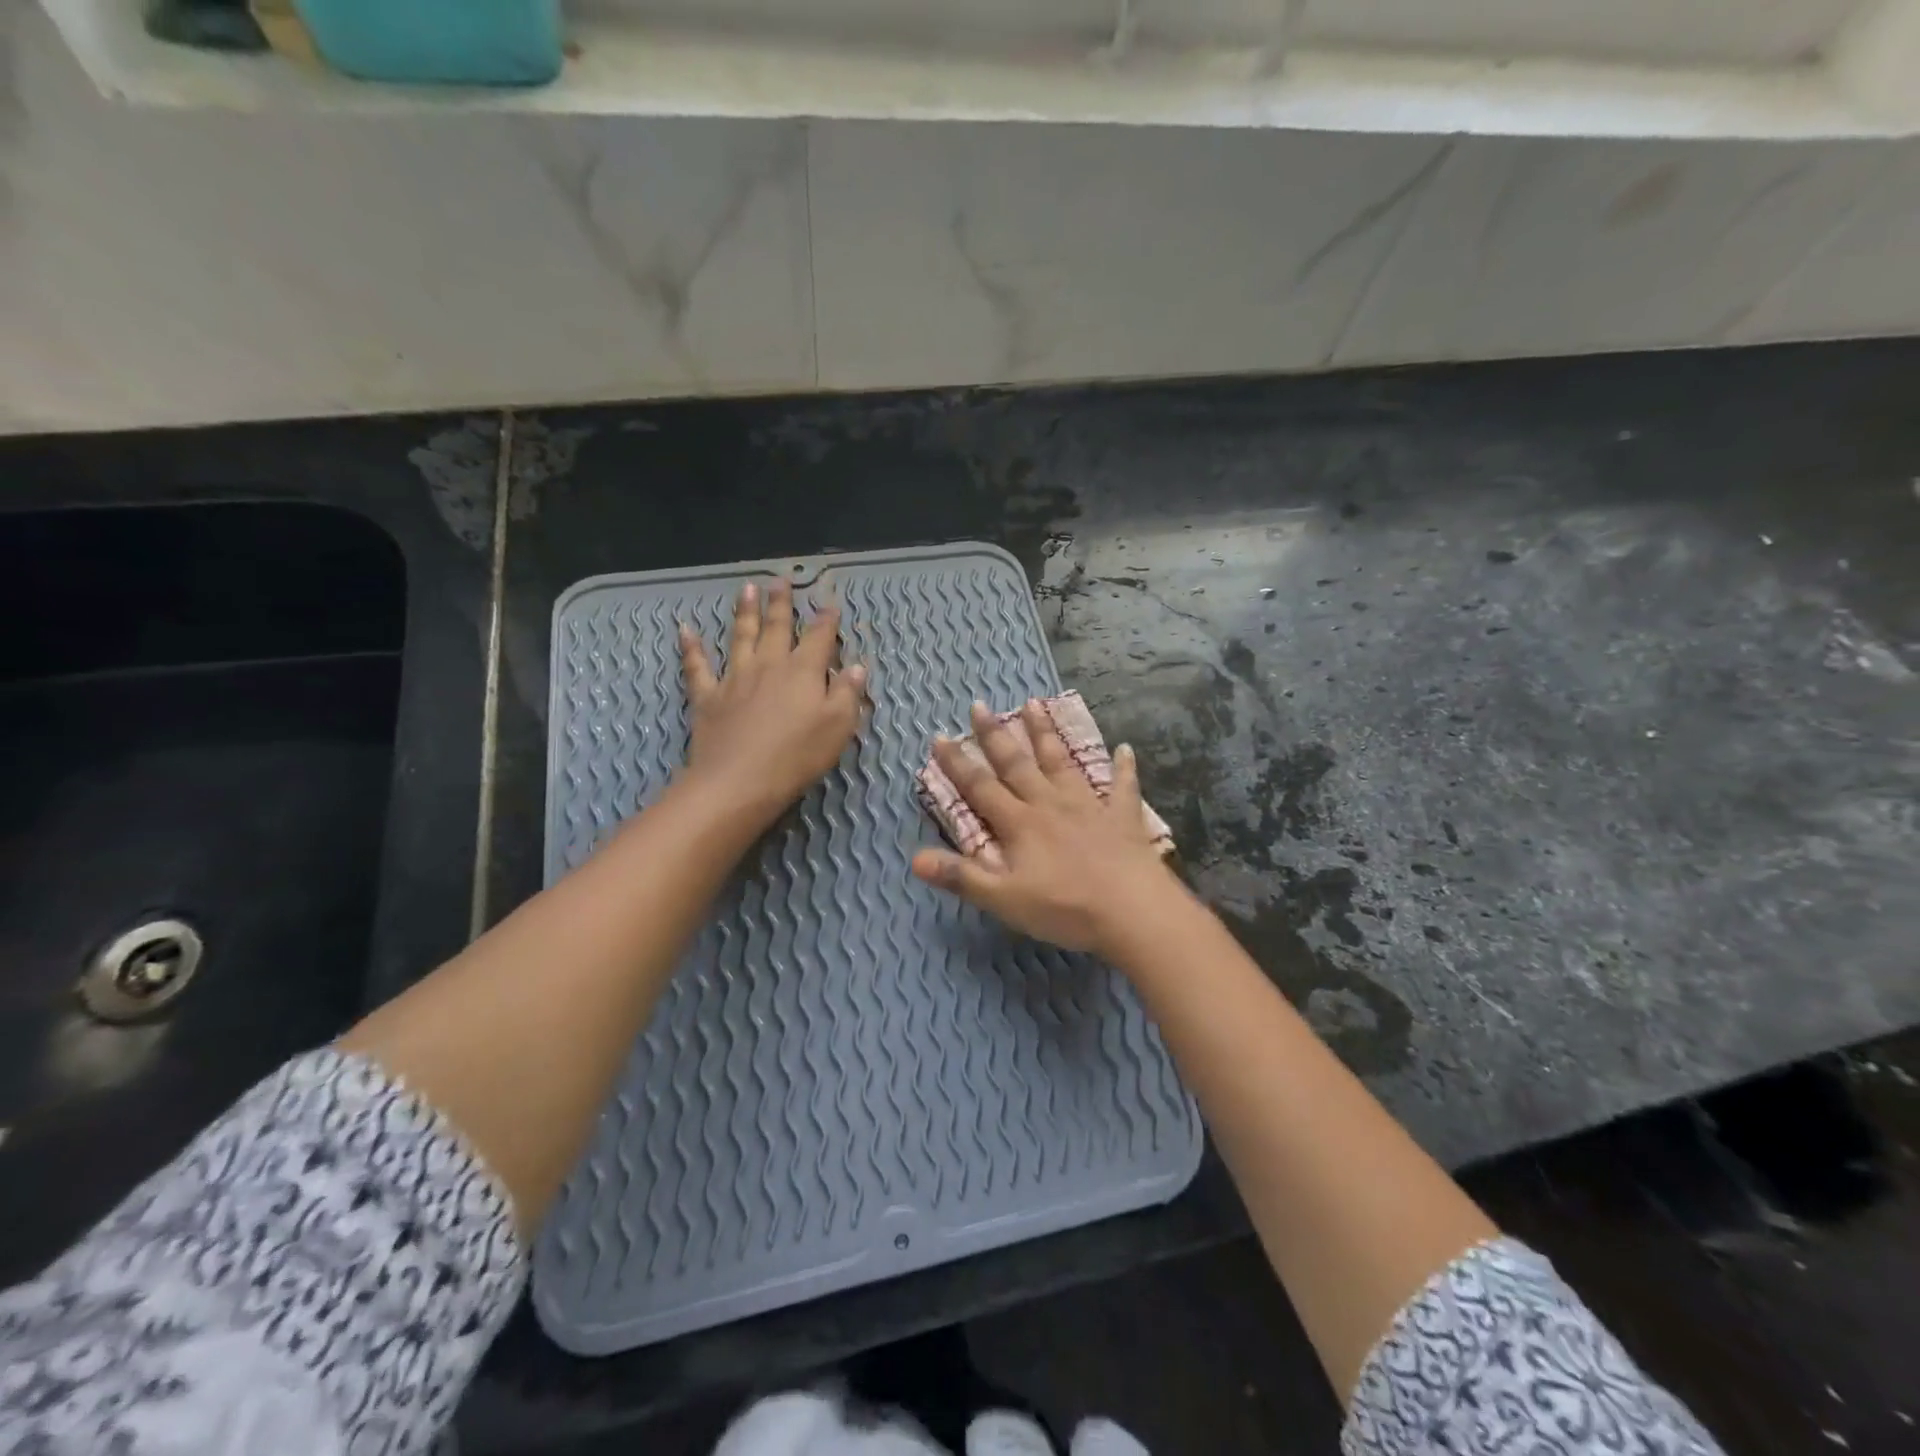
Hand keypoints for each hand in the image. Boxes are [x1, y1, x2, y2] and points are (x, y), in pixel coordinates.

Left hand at [677, 579, 867, 827]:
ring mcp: (735, 678)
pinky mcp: (708, 696)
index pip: (819, 638)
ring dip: (745, 611)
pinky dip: (691, 647)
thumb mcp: (838, 726)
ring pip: (740, 636)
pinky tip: (685, 630)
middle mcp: (769, 665)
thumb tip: (857, 666)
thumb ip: (847, 693)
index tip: (830, 604)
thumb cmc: (797, 755)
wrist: (739, 781)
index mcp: (803, 671)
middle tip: (780, 580)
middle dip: (781, 603)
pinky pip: (697, 666)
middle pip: (776, 627)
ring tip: (747, 588)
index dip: (826, 620)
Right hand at [911, 700, 1183, 955]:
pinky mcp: (1122, 817)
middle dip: (995, 735)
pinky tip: (1125, 749)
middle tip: (979, 705)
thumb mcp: (1003, 899)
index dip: (957, 763)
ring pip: (1062, 762)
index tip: (940, 735)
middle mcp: (1050, 804)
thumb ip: (961, 876)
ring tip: (1034, 703)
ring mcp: (1089, 806)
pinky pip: (1122, 787)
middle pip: (1017, 764)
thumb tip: (914, 858)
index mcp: (1020, 823)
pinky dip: (1123, 768)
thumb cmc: (1064, 908)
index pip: (980, 787)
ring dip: (1046, 733)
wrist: (1132, 911)